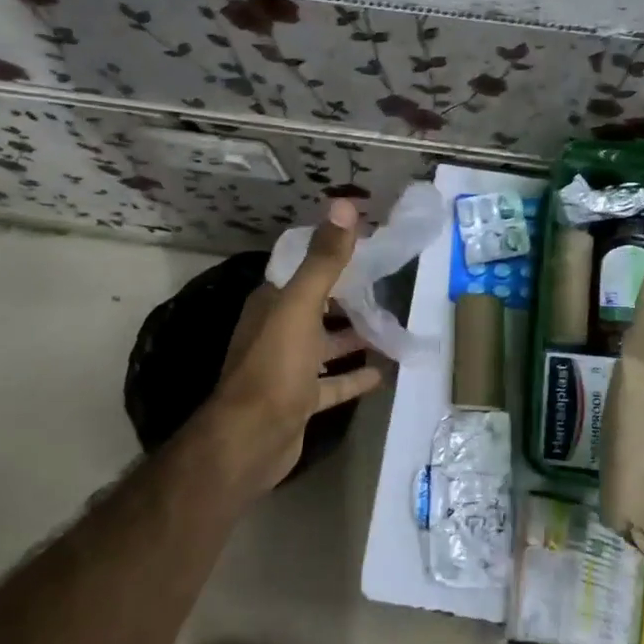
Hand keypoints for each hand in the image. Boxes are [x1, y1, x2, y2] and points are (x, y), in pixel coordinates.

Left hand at [191, 199, 382, 498]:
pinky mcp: (301, 400)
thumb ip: (324, 259)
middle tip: (389, 285)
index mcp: (273, 303)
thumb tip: (342, 204)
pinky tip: (384, 371)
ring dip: (354, 335)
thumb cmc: (275, 365)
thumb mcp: (301, 305)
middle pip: (318, 306)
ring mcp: (289, 368)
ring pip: (326, 344)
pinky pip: (333, 383)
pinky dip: (355, 376)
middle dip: (348, 297)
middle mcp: (278, 330)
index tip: (368, 244)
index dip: (332, 255)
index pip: (303, 269)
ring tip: (392, 325)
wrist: (251, 440)